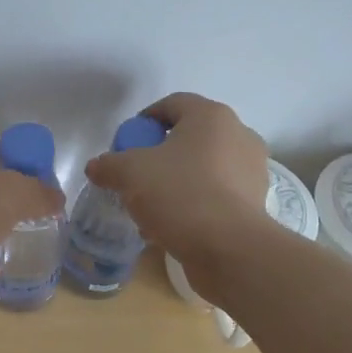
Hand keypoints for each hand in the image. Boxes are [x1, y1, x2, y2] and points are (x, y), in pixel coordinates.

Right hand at [83, 93, 269, 266]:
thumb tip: (97, 167)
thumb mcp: (129, 174)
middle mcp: (238, 135)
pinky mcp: (254, 202)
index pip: (171, 104)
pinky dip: (194, 202)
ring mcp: (251, 169)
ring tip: (152, 205)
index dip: (143, 120)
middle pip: (189, 136)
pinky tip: (173, 224)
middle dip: (160, 154)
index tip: (125, 145)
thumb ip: (108, 164)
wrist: (229, 248)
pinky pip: (216, 193)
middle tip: (136, 175)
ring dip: (176, 180)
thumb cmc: (180, 194)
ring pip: (203, 167)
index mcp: (211, 116)